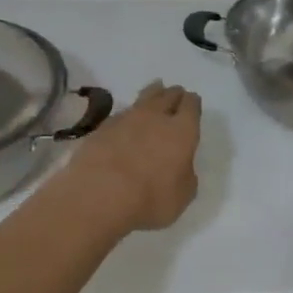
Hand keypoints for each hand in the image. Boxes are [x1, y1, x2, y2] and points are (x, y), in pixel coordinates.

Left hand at [62, 81, 201, 233]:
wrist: (98, 194)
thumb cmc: (150, 199)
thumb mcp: (182, 195)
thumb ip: (185, 175)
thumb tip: (181, 166)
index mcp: (182, 130)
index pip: (191, 105)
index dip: (193, 104)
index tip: (192, 104)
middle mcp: (156, 116)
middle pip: (168, 95)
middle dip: (174, 95)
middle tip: (175, 96)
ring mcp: (126, 118)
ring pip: (144, 97)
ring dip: (152, 95)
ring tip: (154, 94)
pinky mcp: (102, 127)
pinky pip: (121, 114)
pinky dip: (128, 116)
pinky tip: (126, 123)